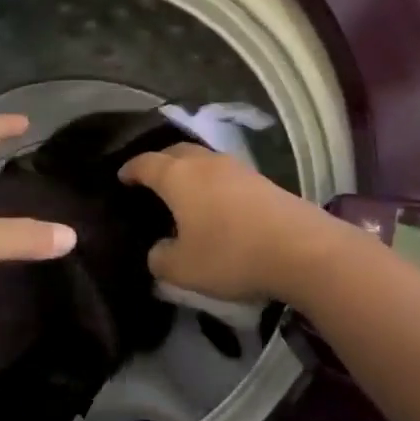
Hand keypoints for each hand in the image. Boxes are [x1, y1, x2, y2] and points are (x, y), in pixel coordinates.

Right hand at [119, 143, 336, 302]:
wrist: (298, 246)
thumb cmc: (230, 253)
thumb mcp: (184, 268)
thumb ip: (161, 259)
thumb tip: (158, 250)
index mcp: (177, 176)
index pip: (146, 163)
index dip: (131, 169)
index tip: (122, 176)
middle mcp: (203, 161)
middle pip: (175, 151)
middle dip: (159, 162)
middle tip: (150, 179)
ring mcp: (234, 166)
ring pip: (201, 159)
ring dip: (188, 169)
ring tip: (183, 190)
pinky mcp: (259, 178)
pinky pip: (223, 172)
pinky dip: (211, 181)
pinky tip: (215, 201)